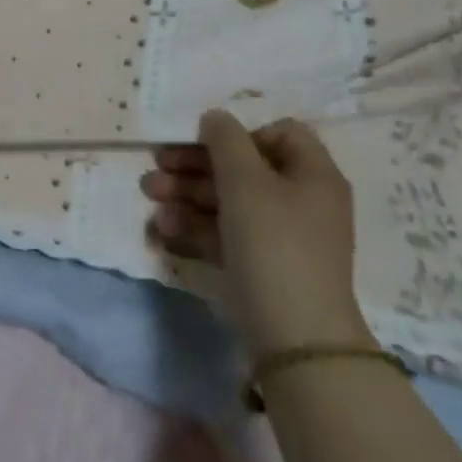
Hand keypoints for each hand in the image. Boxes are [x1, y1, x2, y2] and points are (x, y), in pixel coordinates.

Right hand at [141, 109, 371, 356]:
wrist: (296, 343)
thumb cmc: (274, 244)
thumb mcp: (246, 181)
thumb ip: (225, 139)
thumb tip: (215, 118)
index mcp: (312, 174)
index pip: (279, 133)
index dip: (240, 133)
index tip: (206, 143)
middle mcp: (301, 202)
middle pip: (244, 169)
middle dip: (195, 166)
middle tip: (157, 166)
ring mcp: (281, 239)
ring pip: (229, 203)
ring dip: (187, 195)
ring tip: (149, 195)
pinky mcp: (261, 270)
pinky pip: (226, 237)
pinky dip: (195, 230)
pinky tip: (161, 231)